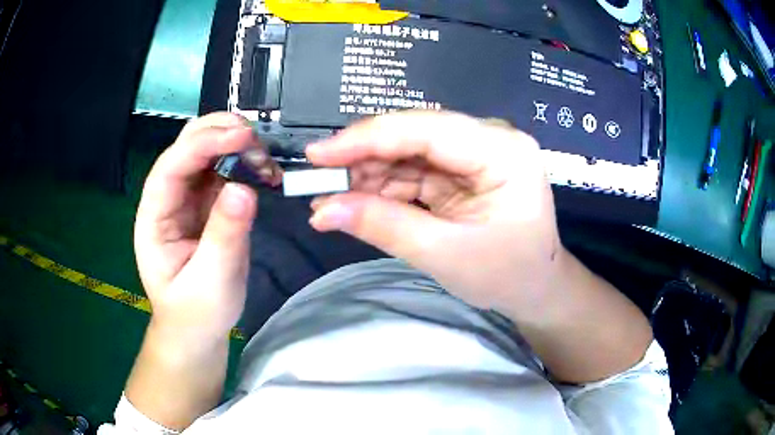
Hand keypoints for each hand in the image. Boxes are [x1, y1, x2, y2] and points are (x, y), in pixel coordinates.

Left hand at [134, 113, 280, 340]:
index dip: (203, 144)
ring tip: (266, 158)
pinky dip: (245, 161)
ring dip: (236, 143)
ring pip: (207, 151)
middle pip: (186, 146)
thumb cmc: (197, 313)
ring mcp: (188, 198)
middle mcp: (168, 198)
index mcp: (154, 217)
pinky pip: (225, 169)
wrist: (197, 329)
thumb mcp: (211, 283)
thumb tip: (244, 188)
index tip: (243, 136)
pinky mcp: (208, 203)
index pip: (172, 166)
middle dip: (220, 133)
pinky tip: (265, 170)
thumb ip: (224, 236)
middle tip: (258, 140)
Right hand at [306, 111, 561, 318]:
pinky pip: (414, 170)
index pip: (426, 129)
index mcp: (503, 151)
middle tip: (319, 185)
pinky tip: (358, 203)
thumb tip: (323, 211)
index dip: (366, 138)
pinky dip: (384, 188)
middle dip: (363, 160)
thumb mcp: (446, 255)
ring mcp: (476, 153)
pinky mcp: (463, 170)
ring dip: (368, 176)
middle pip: (414, 135)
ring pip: (408, 152)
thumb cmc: (507, 275)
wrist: (535, 288)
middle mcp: (490, 140)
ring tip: (332, 203)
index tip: (318, 154)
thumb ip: (384, 226)